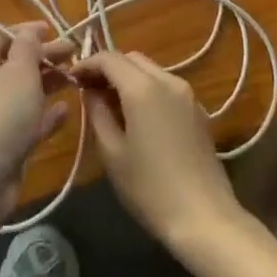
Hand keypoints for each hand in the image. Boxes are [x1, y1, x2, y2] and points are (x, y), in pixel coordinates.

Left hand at [0, 24, 71, 219]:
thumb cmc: (0, 112)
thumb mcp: (18, 70)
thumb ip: (28, 47)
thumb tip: (30, 32)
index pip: (1, 35)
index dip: (26, 31)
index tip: (53, 30)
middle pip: (16, 63)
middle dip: (44, 56)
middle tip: (73, 53)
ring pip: (25, 92)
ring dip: (48, 84)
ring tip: (75, 78)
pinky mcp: (7, 143)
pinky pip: (30, 122)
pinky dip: (47, 115)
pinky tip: (66, 110)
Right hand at [78, 51, 244, 251]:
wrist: (205, 217)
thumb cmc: (150, 189)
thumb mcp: (112, 153)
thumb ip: (97, 113)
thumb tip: (90, 92)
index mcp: (143, 88)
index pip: (109, 58)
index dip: (87, 63)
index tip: (71, 77)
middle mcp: (167, 80)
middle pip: (132, 59)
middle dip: (108, 67)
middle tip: (89, 89)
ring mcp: (187, 94)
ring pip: (151, 70)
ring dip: (128, 77)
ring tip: (111, 102)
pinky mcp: (198, 110)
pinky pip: (166, 86)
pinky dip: (147, 88)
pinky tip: (139, 115)